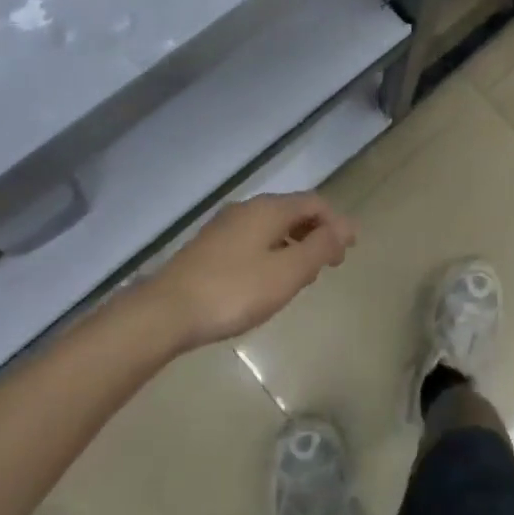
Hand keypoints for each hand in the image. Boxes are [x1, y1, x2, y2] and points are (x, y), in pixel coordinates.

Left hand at [148, 193, 355, 348]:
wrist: (165, 312)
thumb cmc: (234, 291)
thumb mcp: (287, 273)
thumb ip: (320, 247)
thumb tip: (346, 227)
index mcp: (269, 209)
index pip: (315, 203)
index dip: (337, 223)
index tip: (348, 252)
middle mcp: (247, 208)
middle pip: (293, 211)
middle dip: (317, 233)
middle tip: (330, 265)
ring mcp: (225, 226)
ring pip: (272, 226)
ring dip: (295, 244)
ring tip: (303, 276)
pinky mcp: (209, 247)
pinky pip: (253, 239)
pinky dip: (273, 251)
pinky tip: (268, 280)